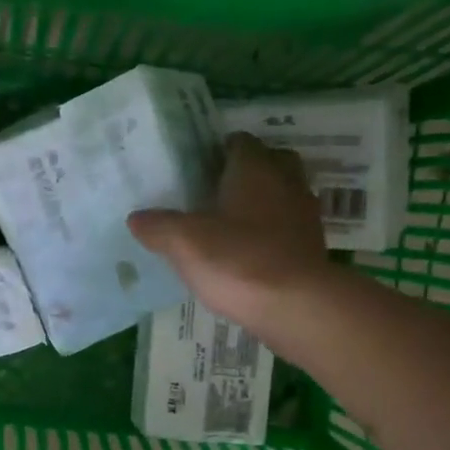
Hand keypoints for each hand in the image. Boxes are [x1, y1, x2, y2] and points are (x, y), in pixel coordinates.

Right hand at [128, 132, 332, 328]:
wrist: (297, 307)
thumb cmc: (238, 261)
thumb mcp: (184, 243)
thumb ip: (159, 226)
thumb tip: (136, 217)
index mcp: (255, 169)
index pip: (240, 142)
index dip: (218, 151)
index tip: (196, 168)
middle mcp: (286, 183)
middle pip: (271, 163)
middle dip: (248, 172)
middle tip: (216, 192)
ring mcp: (305, 216)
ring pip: (283, 196)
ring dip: (263, 204)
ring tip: (231, 224)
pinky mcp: (313, 248)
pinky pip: (289, 229)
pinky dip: (273, 234)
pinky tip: (249, 254)